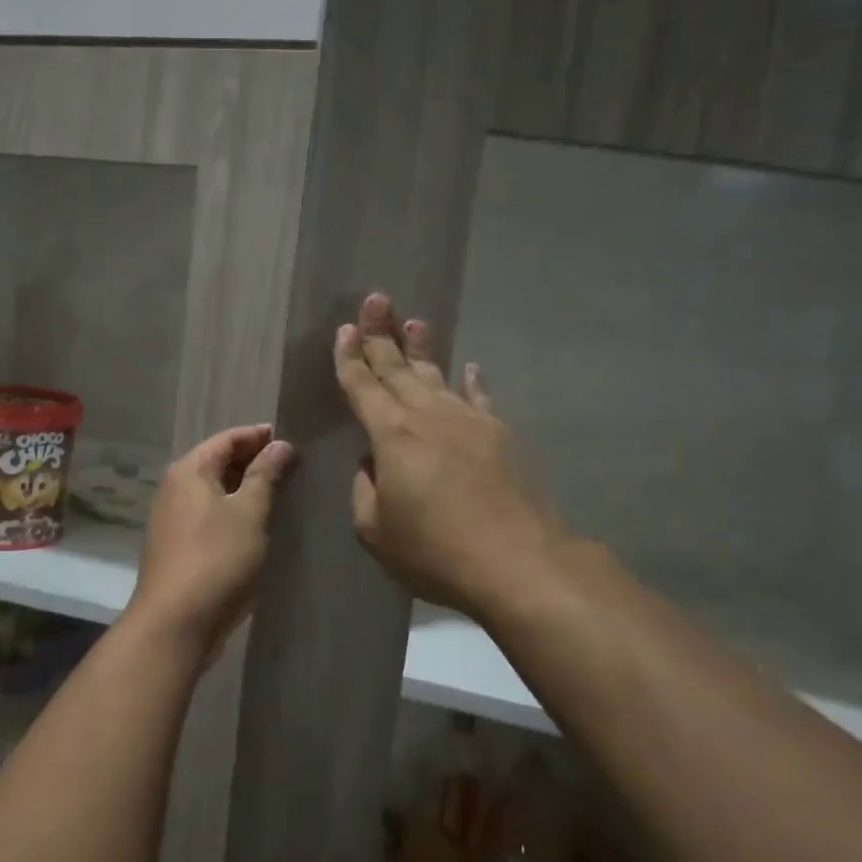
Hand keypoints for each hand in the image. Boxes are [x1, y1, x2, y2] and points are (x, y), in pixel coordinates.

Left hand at [129, 424, 293, 655]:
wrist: (175, 623)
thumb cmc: (216, 559)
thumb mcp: (249, 513)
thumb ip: (265, 475)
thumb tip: (280, 445)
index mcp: (189, 471)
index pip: (226, 439)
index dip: (258, 436)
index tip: (289, 439)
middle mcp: (174, 488)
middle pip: (216, 463)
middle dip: (252, 462)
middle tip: (291, 467)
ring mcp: (171, 520)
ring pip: (213, 492)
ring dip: (243, 489)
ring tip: (279, 494)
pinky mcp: (176, 547)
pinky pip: (208, 517)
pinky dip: (232, 513)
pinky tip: (254, 526)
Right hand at [334, 292, 563, 616]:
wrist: (517, 561)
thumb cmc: (434, 549)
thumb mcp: (375, 529)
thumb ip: (365, 488)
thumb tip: (374, 463)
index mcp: (391, 435)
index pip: (362, 386)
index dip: (349, 358)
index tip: (344, 329)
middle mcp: (428, 415)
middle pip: (398, 368)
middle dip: (382, 334)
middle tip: (376, 300)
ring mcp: (469, 420)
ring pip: (437, 375)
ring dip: (422, 348)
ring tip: (414, 321)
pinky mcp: (499, 435)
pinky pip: (479, 398)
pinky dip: (471, 381)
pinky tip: (469, 367)